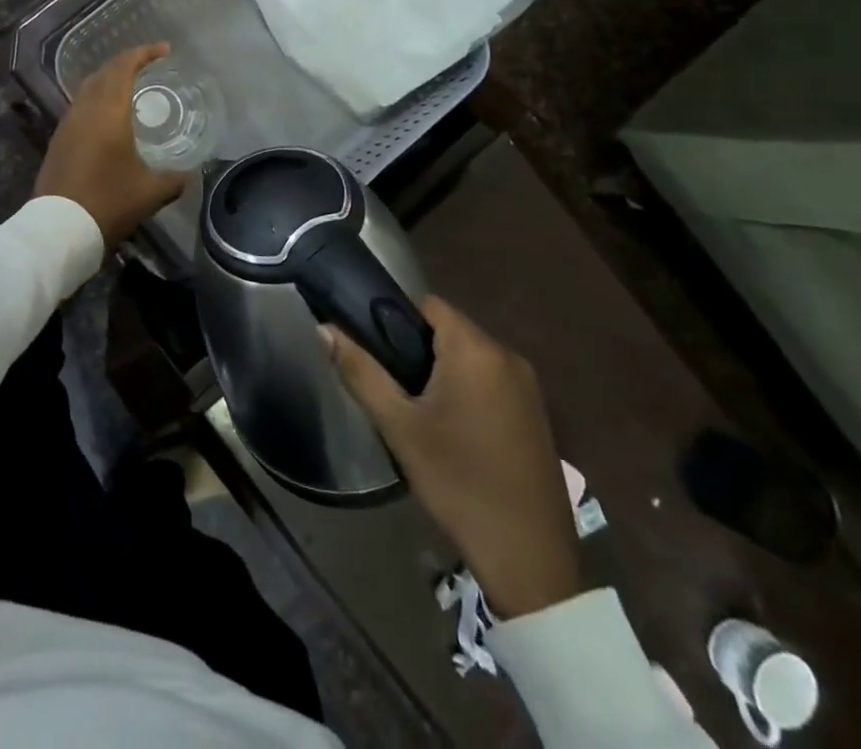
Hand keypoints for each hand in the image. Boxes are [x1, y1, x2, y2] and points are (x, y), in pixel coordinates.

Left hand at [34, 42, 188, 246]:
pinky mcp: (58, 140)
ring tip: (132, 89)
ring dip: (110, 81)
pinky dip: (98, 100)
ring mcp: (67, 124)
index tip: (164, 50)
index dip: (144, 53)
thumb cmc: (108, 202)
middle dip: (127, 63)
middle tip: (150, 66)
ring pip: (88, 88)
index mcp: (109, 111)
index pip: (124, 66)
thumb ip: (174, 178)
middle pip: (104, 72)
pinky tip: (109, 118)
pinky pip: (80, 106)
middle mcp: (84, 109)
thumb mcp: (151, 192)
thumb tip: (188, 173)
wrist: (58, 229)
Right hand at [324, 296, 580, 617]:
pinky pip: (490, 379)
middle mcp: (506, 355)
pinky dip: (466, 388)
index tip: (373, 347)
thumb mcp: (399, 426)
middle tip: (389, 385)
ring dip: (441, 369)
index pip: (427, 304)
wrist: (529, 558)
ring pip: (469, 355)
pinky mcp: (536, 413)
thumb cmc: (458, 482)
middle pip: (448, 328)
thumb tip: (324, 328)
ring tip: (414, 408)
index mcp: (475, 349)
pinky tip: (451, 428)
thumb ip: (360, 370)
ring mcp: (528, 385)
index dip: (394, 317)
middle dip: (416, 347)